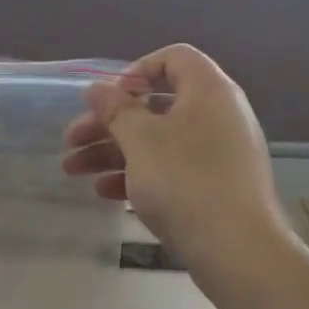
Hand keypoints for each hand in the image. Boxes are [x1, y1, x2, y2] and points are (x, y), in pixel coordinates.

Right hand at [62, 44, 284, 257]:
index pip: (174, 57)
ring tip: (73, 171)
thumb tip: (95, 88)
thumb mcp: (140, 140)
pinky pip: (171, 167)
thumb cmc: (185, 181)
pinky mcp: (215, 186)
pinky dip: (138, 174)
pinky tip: (105, 193)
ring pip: (158, 140)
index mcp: (208, 90)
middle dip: (108, 122)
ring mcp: (219, 152)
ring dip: (113, 151)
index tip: (107, 98)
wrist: (237, 250)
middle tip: (71, 140)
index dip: (135, 70)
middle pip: (156, 104)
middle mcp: (218, 114)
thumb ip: (114, 109)